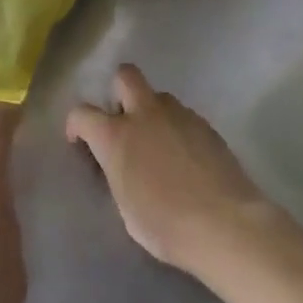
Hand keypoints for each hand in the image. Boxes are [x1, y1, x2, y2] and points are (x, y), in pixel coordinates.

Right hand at [66, 64, 270, 273]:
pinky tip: (186, 157)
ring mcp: (179, 116)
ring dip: (151, 111)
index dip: (76, 125)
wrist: (225, 225)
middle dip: (118, 91)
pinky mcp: (207, 125)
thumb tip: (123, 165)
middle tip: (123, 122)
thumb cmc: (165, 225)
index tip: (80, 141)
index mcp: (115, 136)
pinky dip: (177, 128)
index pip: (82, 113)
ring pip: (159, 96)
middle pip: (125, 76)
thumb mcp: (125, 205)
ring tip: (158, 143)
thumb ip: (118, 173)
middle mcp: (144, 114)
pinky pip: (183, 116)